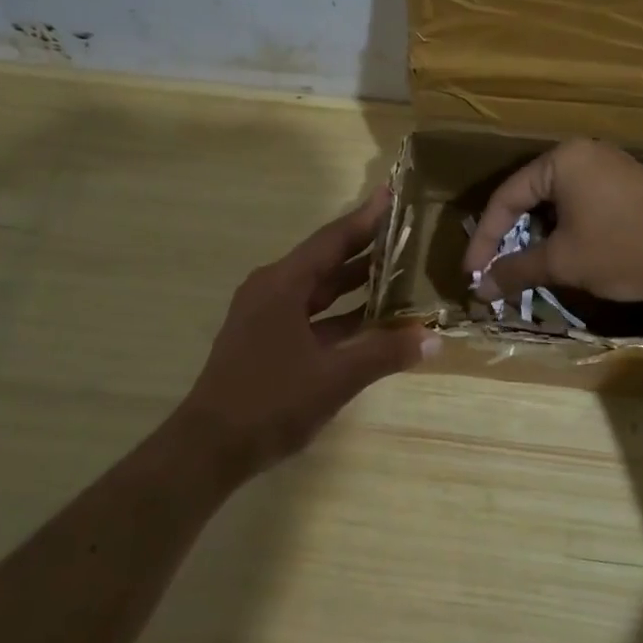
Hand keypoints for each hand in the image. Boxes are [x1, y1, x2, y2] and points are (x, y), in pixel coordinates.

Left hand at [183, 186, 436, 474]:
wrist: (209, 448)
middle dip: (366, 248)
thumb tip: (433, 337)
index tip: (393, 195)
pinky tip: (373, 320)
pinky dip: (341, 315)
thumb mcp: (334, 377)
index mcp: (282, 284)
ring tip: (399, 270)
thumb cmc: (270, 401)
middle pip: (326, 260)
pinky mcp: (267, 340)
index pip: (332, 240)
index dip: (366, 219)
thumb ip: (384, 353)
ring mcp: (266, 316)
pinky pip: (312, 315)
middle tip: (407, 232)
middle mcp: (272, 290)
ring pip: (319, 290)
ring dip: (355, 283)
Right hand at [460, 139, 642, 304]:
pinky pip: (582, 202)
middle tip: (494, 268)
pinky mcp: (629, 185)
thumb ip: (516, 270)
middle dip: (510, 236)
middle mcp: (584, 154)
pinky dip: (565, 228)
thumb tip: (479, 289)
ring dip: (538, 235)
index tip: (472, 273)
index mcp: (562, 160)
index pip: (506, 197)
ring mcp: (610, 167)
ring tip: (526, 265)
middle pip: (530, 195)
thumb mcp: (564, 262)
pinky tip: (564, 252)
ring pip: (557, 201)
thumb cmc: (624, 249)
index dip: (485, 238)